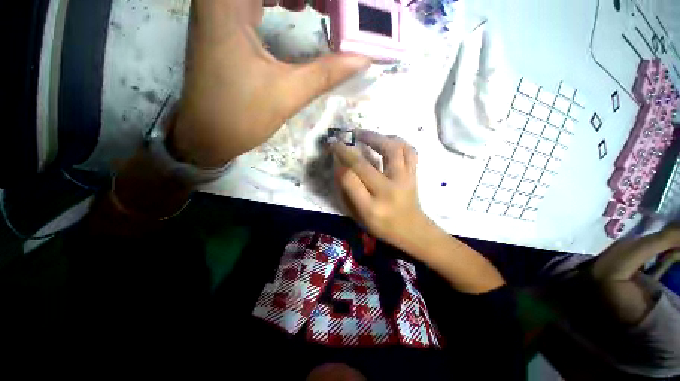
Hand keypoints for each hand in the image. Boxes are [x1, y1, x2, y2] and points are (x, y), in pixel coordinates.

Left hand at [173, 0, 370, 167]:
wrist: (206, 135)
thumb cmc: (241, 117)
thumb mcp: (288, 94)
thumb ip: (327, 72)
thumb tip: (363, 59)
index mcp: (230, 1)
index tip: (342, 8)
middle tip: (336, 8)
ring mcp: (220, 6)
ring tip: (323, 7)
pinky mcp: (224, 20)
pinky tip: (297, 8)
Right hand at [331, 131, 429, 250]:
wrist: (411, 229)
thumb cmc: (381, 226)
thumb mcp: (358, 216)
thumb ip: (346, 193)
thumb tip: (339, 166)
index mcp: (370, 208)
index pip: (349, 180)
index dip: (339, 164)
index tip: (333, 153)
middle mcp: (388, 192)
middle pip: (364, 164)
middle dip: (347, 149)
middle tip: (340, 141)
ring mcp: (404, 181)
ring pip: (391, 150)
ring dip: (374, 137)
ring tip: (362, 134)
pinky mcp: (413, 174)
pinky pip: (409, 150)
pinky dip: (397, 141)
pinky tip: (386, 140)